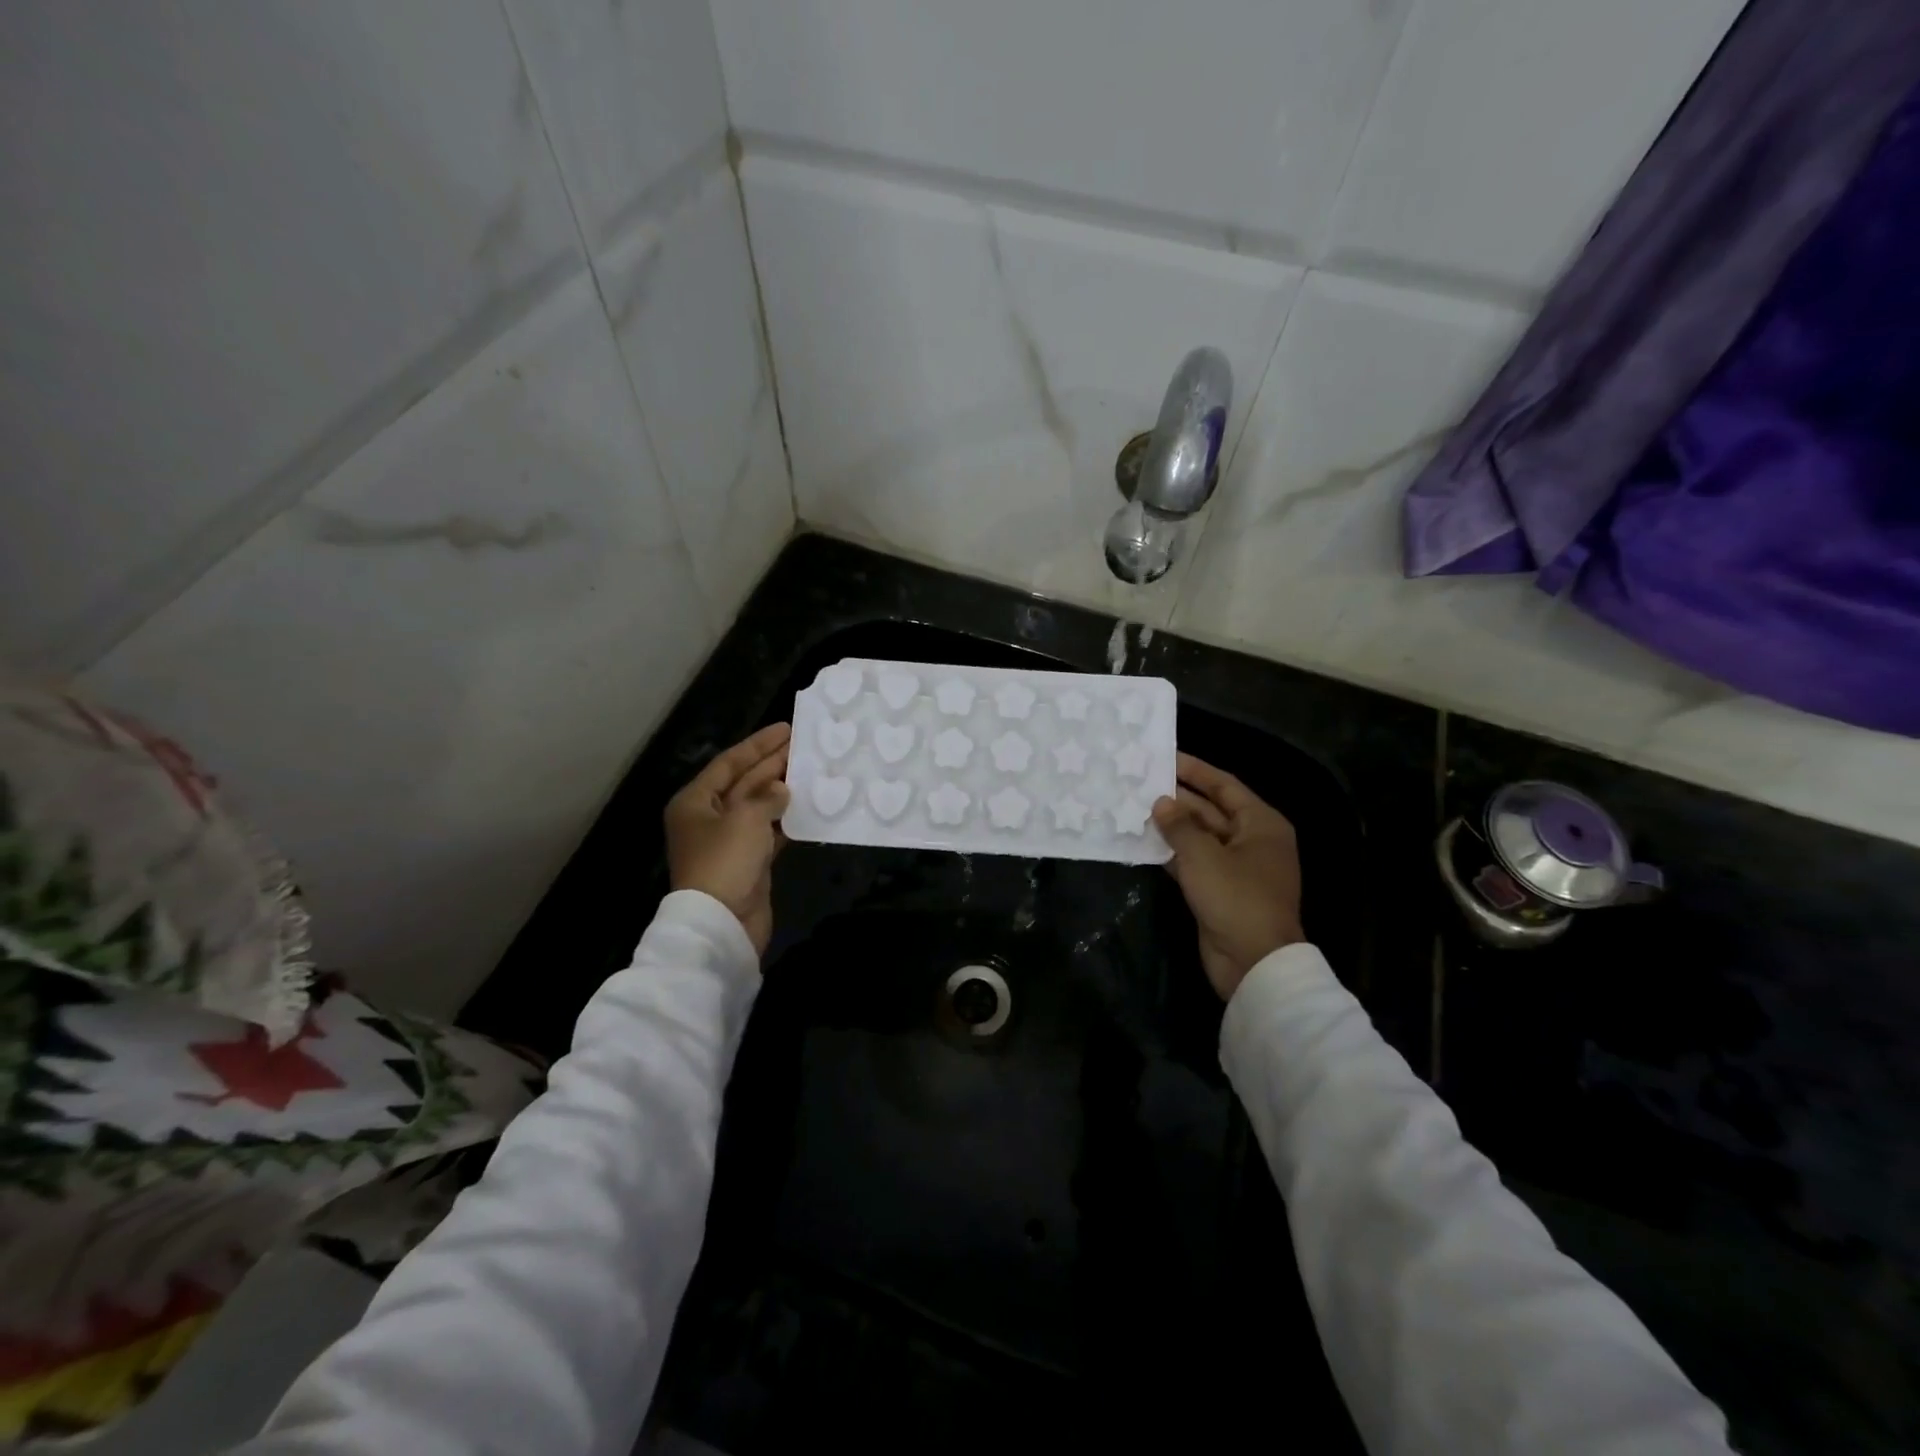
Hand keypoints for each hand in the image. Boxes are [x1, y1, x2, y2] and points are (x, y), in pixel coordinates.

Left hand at [665, 723, 791, 956]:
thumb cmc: (726, 861)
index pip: (729, 763)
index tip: (785, 728)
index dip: (757, 745)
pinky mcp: (749, 863)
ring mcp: (729, 842)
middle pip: (744, 782)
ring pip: (759, 807)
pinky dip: (786, 820)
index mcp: (695, 802)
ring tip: (811, 770)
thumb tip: (782, 789)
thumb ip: (767, 797)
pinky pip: (769, 832)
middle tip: (803, 745)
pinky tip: (808, 807)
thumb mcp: (746, 818)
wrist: (722, 923)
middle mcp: (709, 818)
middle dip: (772, 763)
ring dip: (782, 790)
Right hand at [1152, 753, 1304, 1001]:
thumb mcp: (1203, 856)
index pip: (1225, 786)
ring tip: (1135, 808)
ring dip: (1171, 826)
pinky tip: (1143, 843)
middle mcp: (1251, 841)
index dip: (1195, 770)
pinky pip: (1193, 862)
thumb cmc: (1235, 898)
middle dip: (1178, 799)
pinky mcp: (1219, 891)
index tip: (1165, 757)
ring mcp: (1236, 868)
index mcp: (1261, 824)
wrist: (1253, 962)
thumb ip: (1179, 825)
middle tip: (1141, 783)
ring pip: (1199, 838)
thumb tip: (1161, 803)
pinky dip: (1172, 853)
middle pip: (1211, 810)